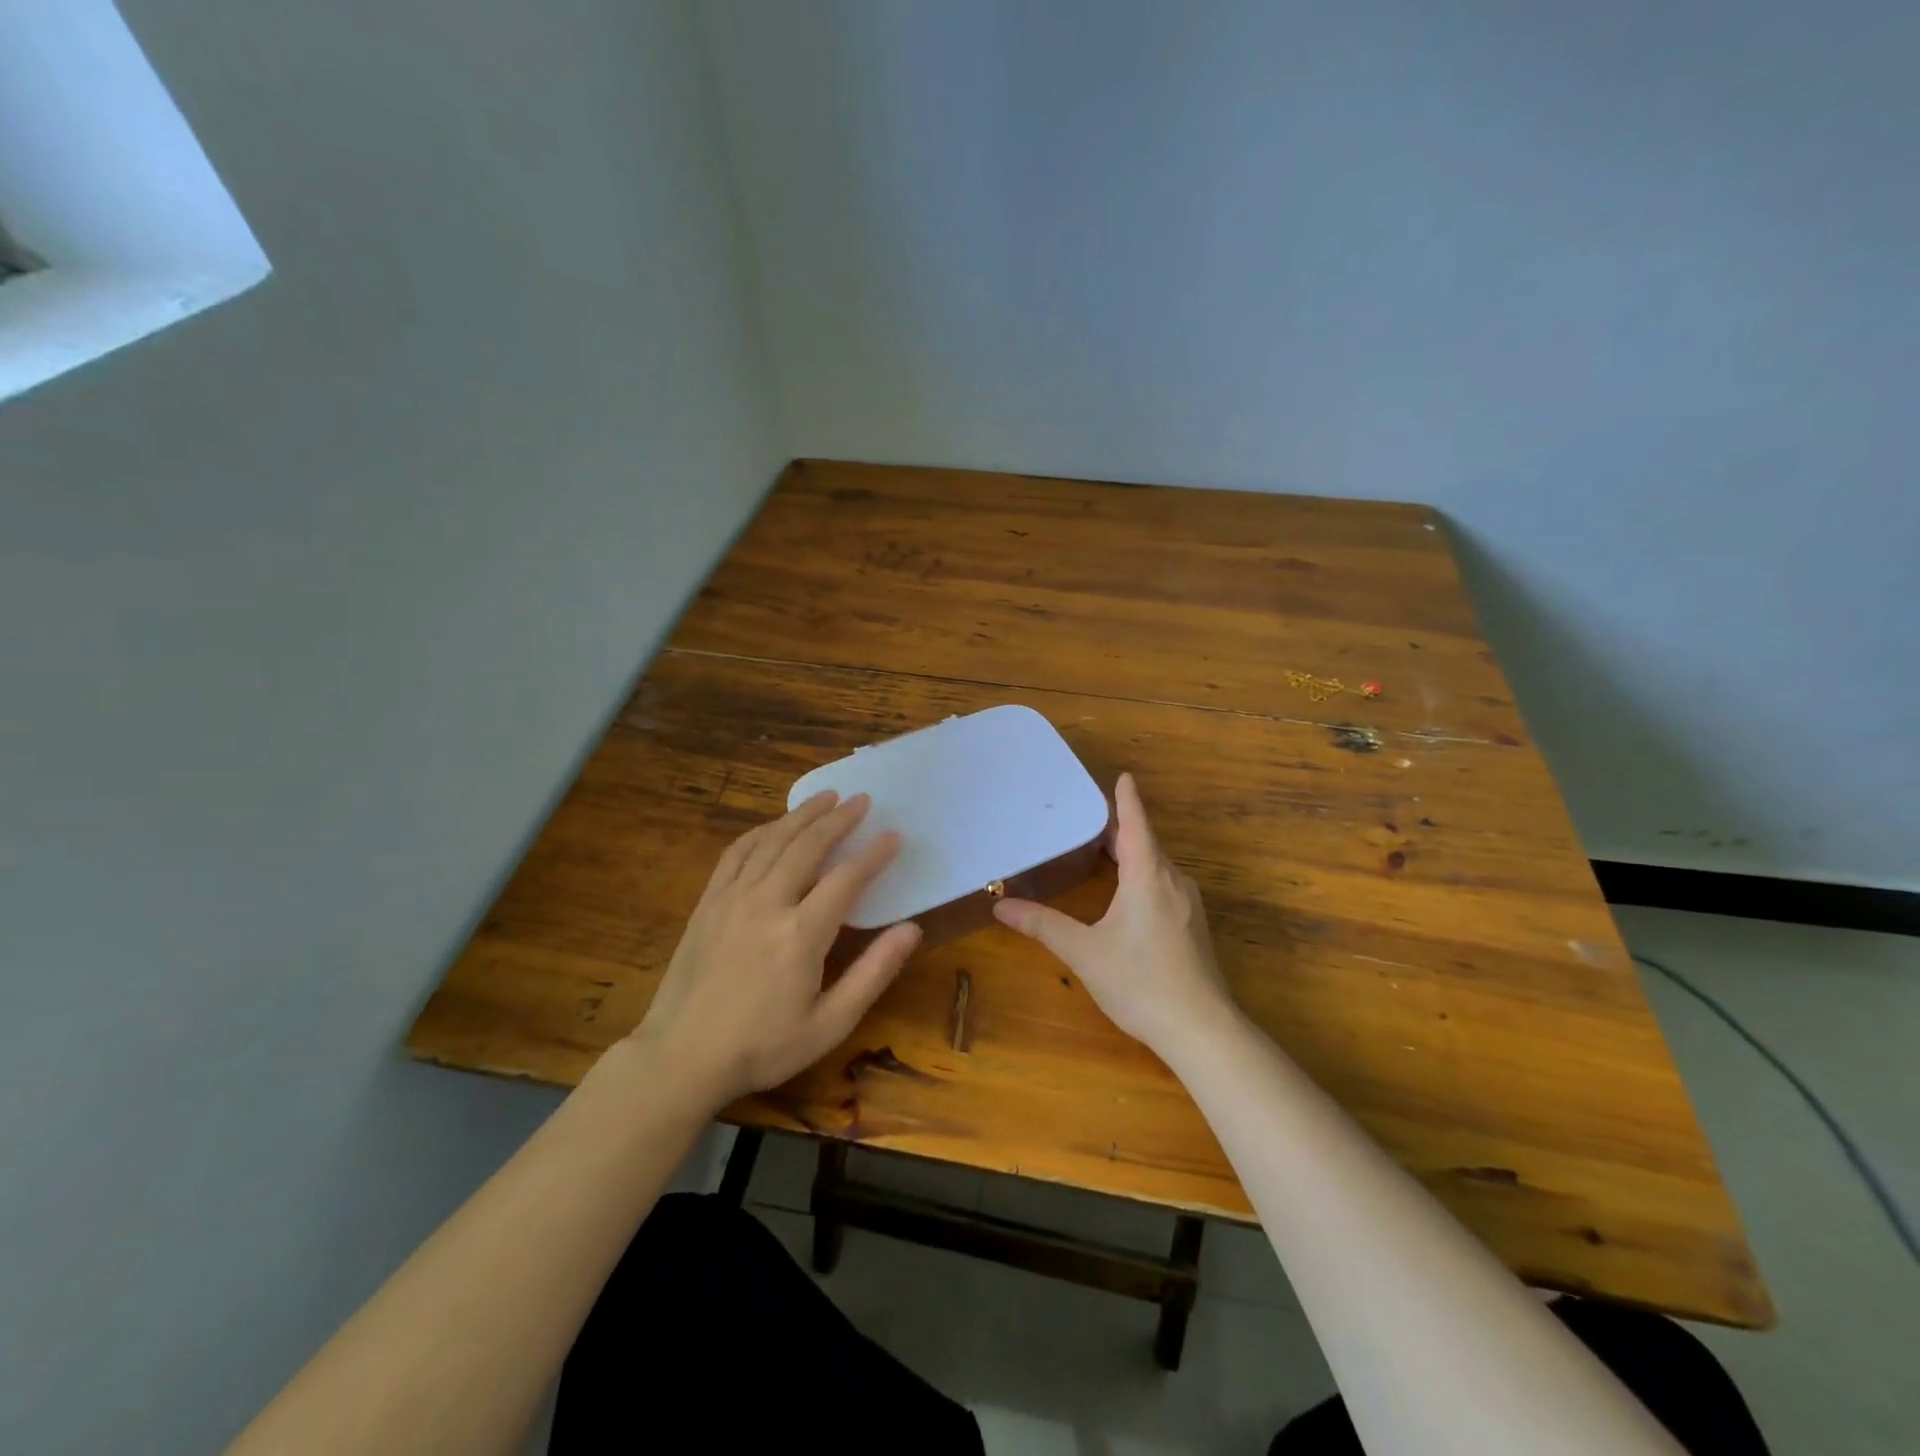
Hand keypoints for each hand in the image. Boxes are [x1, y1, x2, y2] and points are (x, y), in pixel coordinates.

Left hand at [631, 791, 921, 1105]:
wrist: (681, 1058)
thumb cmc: (762, 1047)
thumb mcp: (829, 1024)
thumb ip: (873, 973)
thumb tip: (912, 929)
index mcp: (801, 934)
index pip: (847, 878)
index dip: (874, 854)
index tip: (894, 836)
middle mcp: (767, 903)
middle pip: (808, 845)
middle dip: (839, 819)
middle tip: (861, 800)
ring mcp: (732, 898)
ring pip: (772, 840)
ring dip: (802, 814)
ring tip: (826, 797)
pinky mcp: (708, 902)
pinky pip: (736, 853)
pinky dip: (760, 831)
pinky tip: (774, 825)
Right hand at [993, 772, 1234, 1051]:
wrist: (1201, 1029)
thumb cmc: (1140, 982)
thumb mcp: (1084, 953)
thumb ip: (1043, 926)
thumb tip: (1000, 906)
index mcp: (1148, 876)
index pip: (1136, 823)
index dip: (1127, 799)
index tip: (1123, 775)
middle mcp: (1172, 881)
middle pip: (1146, 843)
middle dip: (1121, 828)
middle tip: (1089, 817)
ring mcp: (1188, 905)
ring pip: (1157, 866)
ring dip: (1133, 853)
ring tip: (1103, 850)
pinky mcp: (1193, 926)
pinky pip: (1164, 885)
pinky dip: (1144, 874)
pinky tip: (1128, 893)